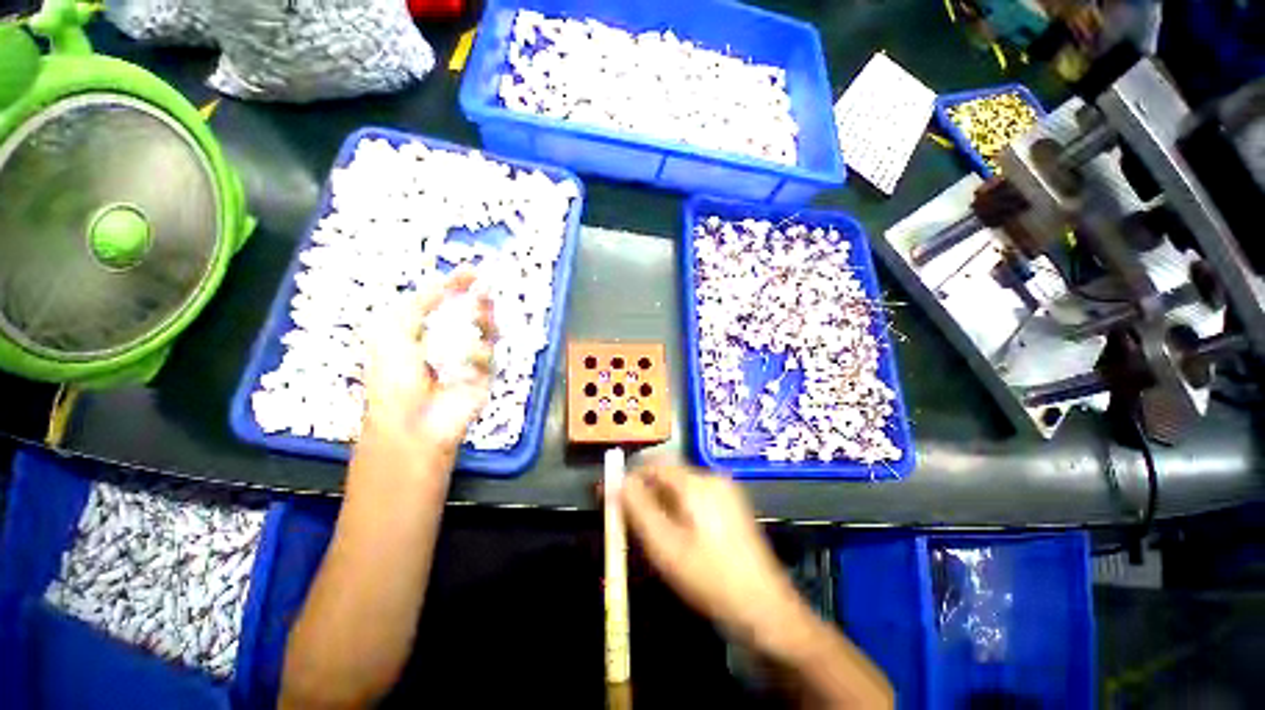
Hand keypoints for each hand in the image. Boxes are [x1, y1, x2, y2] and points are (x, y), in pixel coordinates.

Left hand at [359, 270, 494, 463]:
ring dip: (484, 319)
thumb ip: (418, 303)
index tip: (471, 271)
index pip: (441, 304)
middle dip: (477, 299)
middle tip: (484, 285)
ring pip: (485, 332)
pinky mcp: (483, 376)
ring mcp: (466, 361)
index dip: (454, 286)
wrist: (411, 421)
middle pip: (468, 315)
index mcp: (418, 333)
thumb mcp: (392, 330)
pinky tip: (467, 360)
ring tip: (481, 310)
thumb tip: (443, 283)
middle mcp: (445, 344)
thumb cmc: (393, 376)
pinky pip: (488, 357)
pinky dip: (478, 354)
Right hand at [620, 462, 808, 653]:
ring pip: (680, 489)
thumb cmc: (710, 578)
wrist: (765, 610)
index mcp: (697, 482)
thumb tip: (616, 481)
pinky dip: (677, 511)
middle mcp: (712, 478)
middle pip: (667, 476)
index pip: (653, 465)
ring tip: (650, 535)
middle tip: (629, 523)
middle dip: (645, 495)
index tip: (611, 497)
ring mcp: (725, 492)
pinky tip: (675, 537)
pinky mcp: (731, 507)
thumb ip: (637, 509)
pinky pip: (694, 499)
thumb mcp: (665, 546)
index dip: (629, 479)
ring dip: (660, 504)